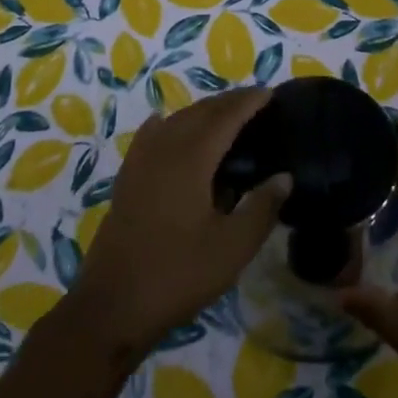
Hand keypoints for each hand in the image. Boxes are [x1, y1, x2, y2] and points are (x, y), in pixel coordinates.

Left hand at [68, 86, 289, 361]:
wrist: (113, 304)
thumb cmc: (178, 275)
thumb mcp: (232, 248)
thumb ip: (261, 208)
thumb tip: (284, 176)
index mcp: (191, 158)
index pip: (225, 117)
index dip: (248, 102)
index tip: (270, 92)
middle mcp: (164, 148)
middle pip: (199, 112)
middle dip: (227, 102)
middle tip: (254, 101)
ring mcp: (140, 161)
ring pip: (175, 120)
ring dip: (201, 111)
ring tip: (224, 115)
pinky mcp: (127, 178)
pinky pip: (151, 135)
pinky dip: (168, 125)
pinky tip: (167, 126)